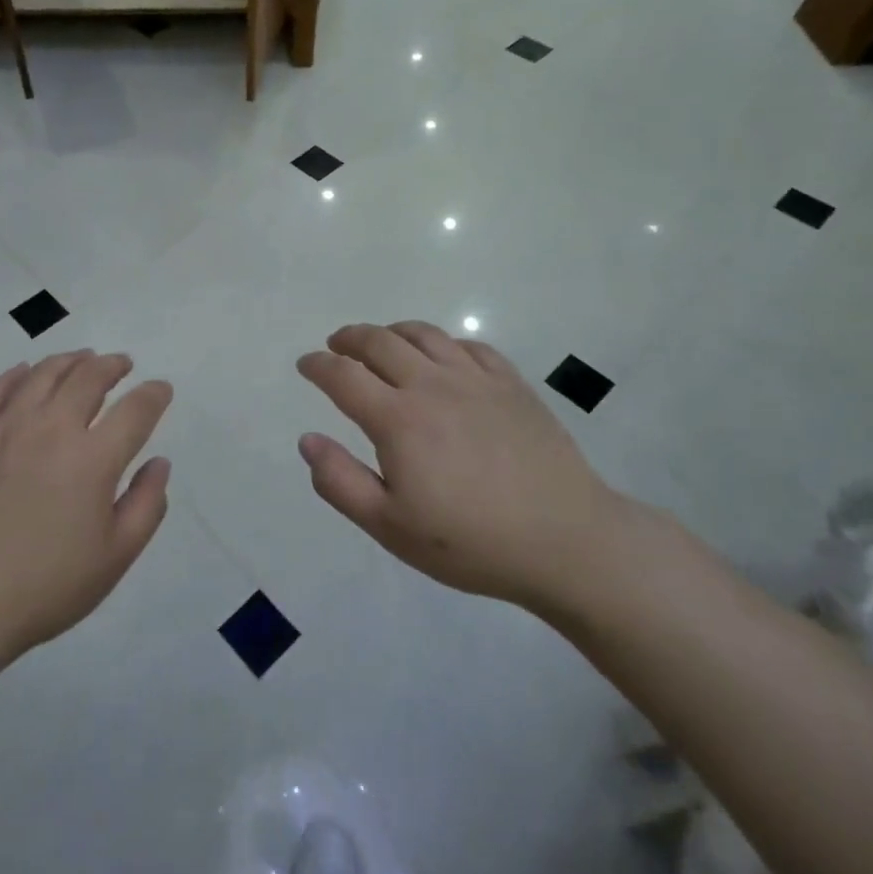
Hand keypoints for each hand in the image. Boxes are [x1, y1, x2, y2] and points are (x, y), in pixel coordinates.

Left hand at [0, 351, 172, 676]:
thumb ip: (146, 504)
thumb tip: (159, 463)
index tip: (161, 390)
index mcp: (93, 458)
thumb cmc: (46, 586)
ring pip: (43, 374)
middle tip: (122, 364)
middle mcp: (52, 428)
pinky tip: (25, 372)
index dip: (154, 395)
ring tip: (82, 359)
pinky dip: (16, 374)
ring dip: (70, 361)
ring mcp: (7, 427)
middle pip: (88, 378)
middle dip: (112, 365)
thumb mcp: (115, 557)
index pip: (135, 410)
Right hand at [296, 322, 633, 614]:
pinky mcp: (512, 384)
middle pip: (380, 341)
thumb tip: (308, 439)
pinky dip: (443, 342)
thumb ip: (340, 481)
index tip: (305, 364)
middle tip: (336, 345)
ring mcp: (476, 379)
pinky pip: (469, 345)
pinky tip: (442, 356)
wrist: (566, 541)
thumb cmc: (471, 542)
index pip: (343, 375)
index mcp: (397, 418)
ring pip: (424, 334)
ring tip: (381, 342)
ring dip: (392, 331)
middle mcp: (432, 384)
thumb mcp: (390, 526)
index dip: (318, 365)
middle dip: (349, 338)